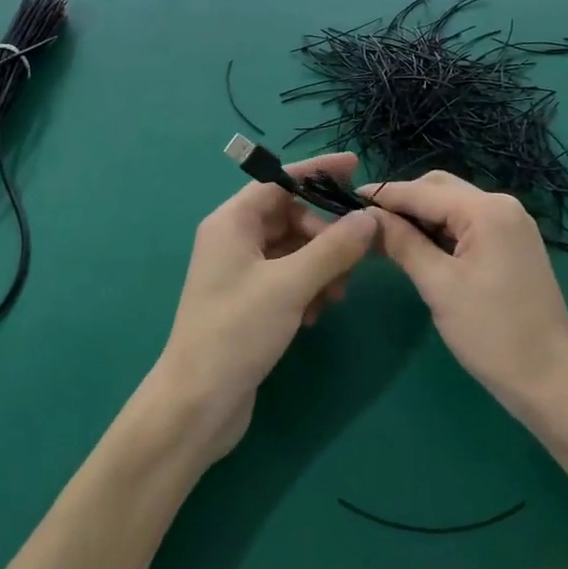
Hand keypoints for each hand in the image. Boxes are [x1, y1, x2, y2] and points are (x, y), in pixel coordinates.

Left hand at [149, 153, 377, 460]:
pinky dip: (308, 288)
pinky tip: (316, 315)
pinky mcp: (250, 302)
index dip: (317, 172)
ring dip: (321, 266)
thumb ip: (333, 248)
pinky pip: (288, 279)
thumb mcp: (290, 285)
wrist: (199, 401)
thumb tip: (369, 218)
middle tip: (355, 260)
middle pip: (290, 216)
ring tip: (336, 296)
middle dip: (326, 235)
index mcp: (231, 223)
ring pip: (293, 251)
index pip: (278, 181)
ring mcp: (240, 273)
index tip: (355, 168)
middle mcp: (233, 241)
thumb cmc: (237, 332)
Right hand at [364, 172, 567, 420]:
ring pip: (452, 207)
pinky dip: (439, 232)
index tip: (342, 200)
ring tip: (382, 237)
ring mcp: (511, 226)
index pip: (422, 191)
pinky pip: (467, 226)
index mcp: (487, 210)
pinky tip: (416, 248)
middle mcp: (502, 206)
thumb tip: (366, 216)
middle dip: (401, 202)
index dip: (383, 195)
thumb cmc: (492, 333)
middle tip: (363, 224)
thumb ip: (402, 243)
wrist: (551, 381)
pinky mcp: (512, 246)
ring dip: (418, 217)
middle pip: (439, 189)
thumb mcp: (439, 286)